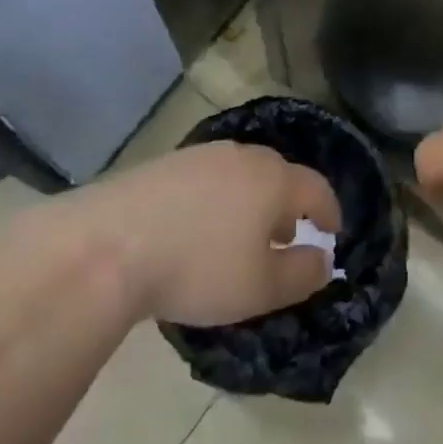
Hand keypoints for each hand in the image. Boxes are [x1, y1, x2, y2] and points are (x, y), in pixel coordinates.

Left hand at [82, 142, 342, 326]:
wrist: (110, 244)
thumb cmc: (198, 268)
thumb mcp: (261, 288)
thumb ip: (302, 274)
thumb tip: (323, 258)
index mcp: (275, 180)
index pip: (317, 188)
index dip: (330, 211)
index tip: (333, 232)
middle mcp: (244, 156)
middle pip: (280, 174)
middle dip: (290, 204)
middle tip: (287, 236)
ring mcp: (203, 155)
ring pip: (243, 173)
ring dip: (253, 200)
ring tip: (242, 234)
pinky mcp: (167, 163)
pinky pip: (209, 177)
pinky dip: (218, 198)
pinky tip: (200, 226)